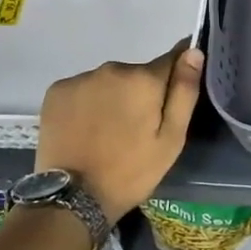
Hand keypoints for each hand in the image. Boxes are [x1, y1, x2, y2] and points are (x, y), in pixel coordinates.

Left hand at [35, 42, 204, 221]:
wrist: (73, 198)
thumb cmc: (131, 171)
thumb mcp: (171, 139)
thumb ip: (184, 91)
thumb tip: (194, 51)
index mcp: (144, 79)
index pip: (171, 59)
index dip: (176, 75)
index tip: (172, 96)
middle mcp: (111, 68)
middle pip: (137, 73)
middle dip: (141, 93)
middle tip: (137, 128)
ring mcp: (80, 78)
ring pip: (109, 82)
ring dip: (113, 98)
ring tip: (109, 132)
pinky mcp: (56, 91)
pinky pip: (83, 89)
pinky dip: (87, 103)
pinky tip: (85, 129)